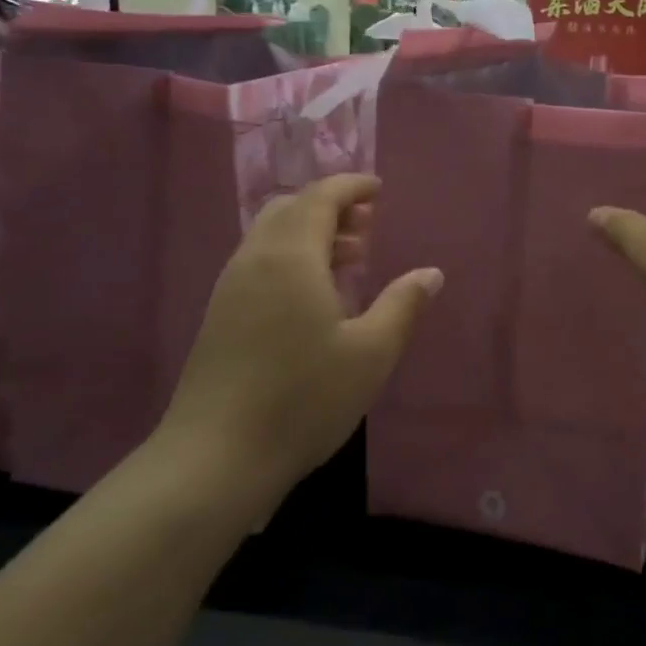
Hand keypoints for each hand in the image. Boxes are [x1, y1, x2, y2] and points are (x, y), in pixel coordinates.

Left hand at [161, 174, 442, 495]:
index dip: (351, 186)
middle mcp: (254, 260)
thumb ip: (402, 306)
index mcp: (290, 257)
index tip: (378, 190)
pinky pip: (258, 262)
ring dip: (309, 233)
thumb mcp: (371, 354)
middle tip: (367, 226)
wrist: (215, 458)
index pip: (319, 197)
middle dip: (330, 207)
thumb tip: (430, 274)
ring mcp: (229, 289)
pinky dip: (290, 257)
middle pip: (289, 209)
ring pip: (270, 236)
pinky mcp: (219, 316)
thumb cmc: (303, 399)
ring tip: (348, 259)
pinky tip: (313, 296)